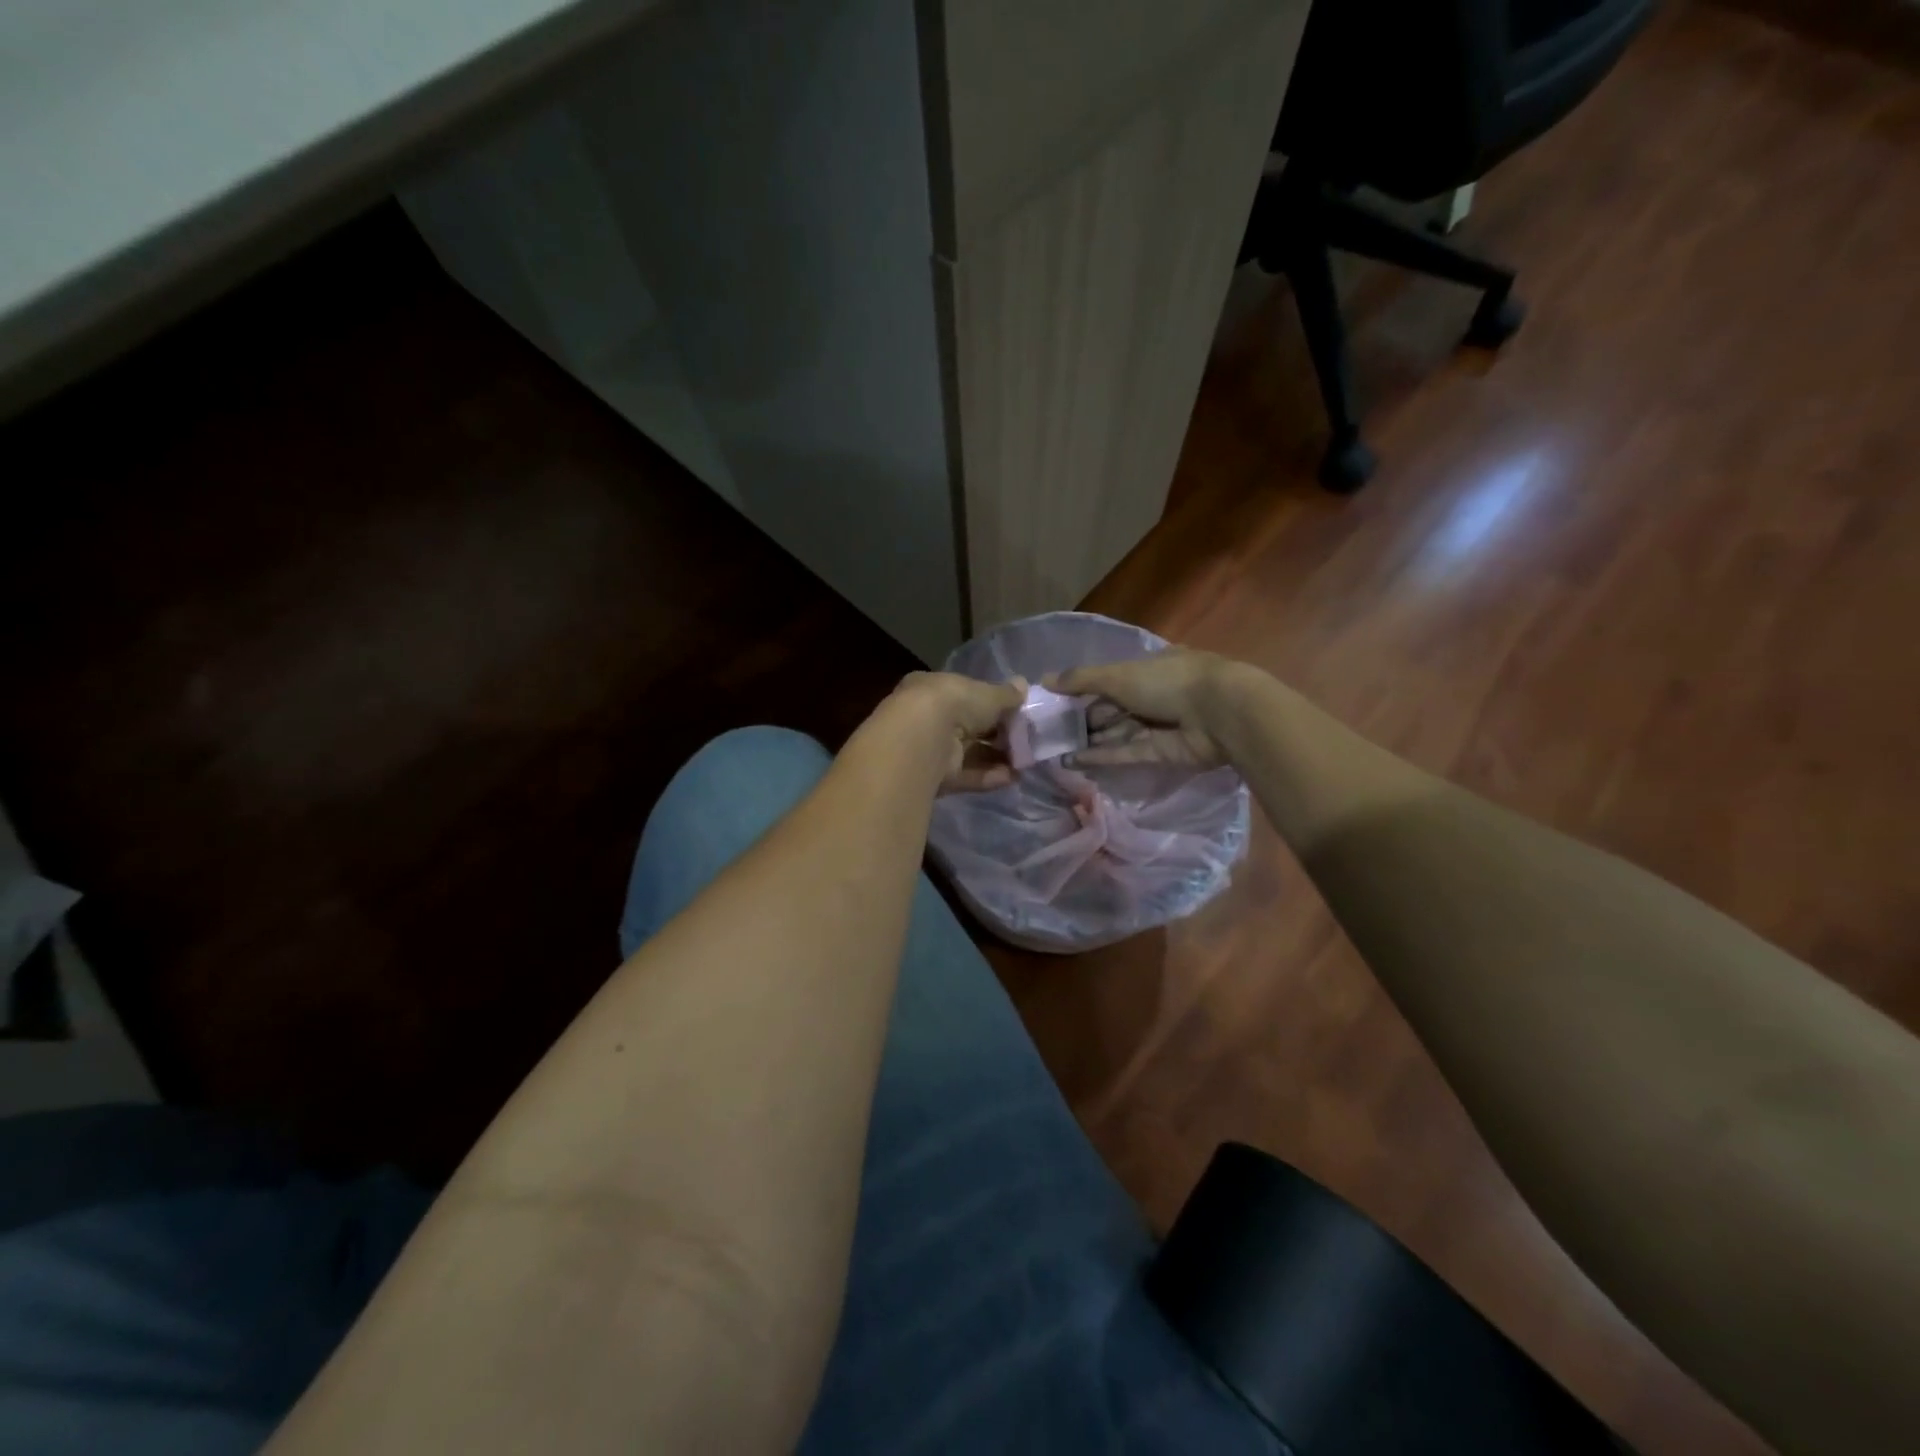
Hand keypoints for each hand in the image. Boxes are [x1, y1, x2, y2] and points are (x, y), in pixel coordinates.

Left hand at [883, 671, 1026, 791]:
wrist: (923, 740)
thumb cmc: (955, 703)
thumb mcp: (988, 694)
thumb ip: (1007, 694)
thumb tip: (1023, 684)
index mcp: (934, 689)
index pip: (965, 696)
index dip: (990, 705)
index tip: (1015, 713)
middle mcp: (928, 717)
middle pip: (968, 727)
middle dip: (997, 735)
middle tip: (1025, 741)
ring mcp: (930, 749)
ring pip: (969, 753)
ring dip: (996, 758)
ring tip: (1024, 763)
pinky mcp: (934, 776)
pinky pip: (966, 775)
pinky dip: (988, 776)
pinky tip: (1012, 777)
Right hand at [1047, 650, 1238, 769]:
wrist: (1219, 714)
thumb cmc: (1168, 682)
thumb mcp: (1118, 675)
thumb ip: (1081, 680)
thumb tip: (1043, 680)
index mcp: (1151, 667)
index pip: (1113, 679)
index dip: (1085, 690)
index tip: (1058, 702)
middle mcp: (1157, 695)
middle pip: (1114, 708)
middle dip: (1085, 719)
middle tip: (1050, 731)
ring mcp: (1161, 726)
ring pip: (1119, 732)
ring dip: (1090, 740)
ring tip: (1056, 750)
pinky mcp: (1163, 753)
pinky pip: (1127, 753)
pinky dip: (1103, 756)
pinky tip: (1074, 761)